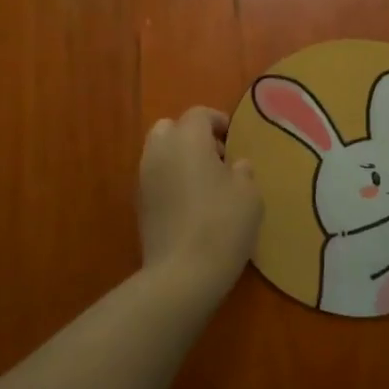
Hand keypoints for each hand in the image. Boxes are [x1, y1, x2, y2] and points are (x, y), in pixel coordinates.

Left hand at [137, 107, 262, 296]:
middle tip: (216, 157)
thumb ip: (242, 171)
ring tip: (205, 182)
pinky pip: (155, 178)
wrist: (182, 273)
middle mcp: (159, 151)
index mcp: (187, 139)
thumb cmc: (222, 224)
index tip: (233, 137)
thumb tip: (235, 165)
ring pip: (159, 153)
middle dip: (191, 136)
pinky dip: (170, 180)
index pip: (199, 114)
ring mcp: (144, 178)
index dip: (218, 121)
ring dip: (179, 158)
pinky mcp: (139, 204)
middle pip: (171, 128)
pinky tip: (190, 203)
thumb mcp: (249, 194)